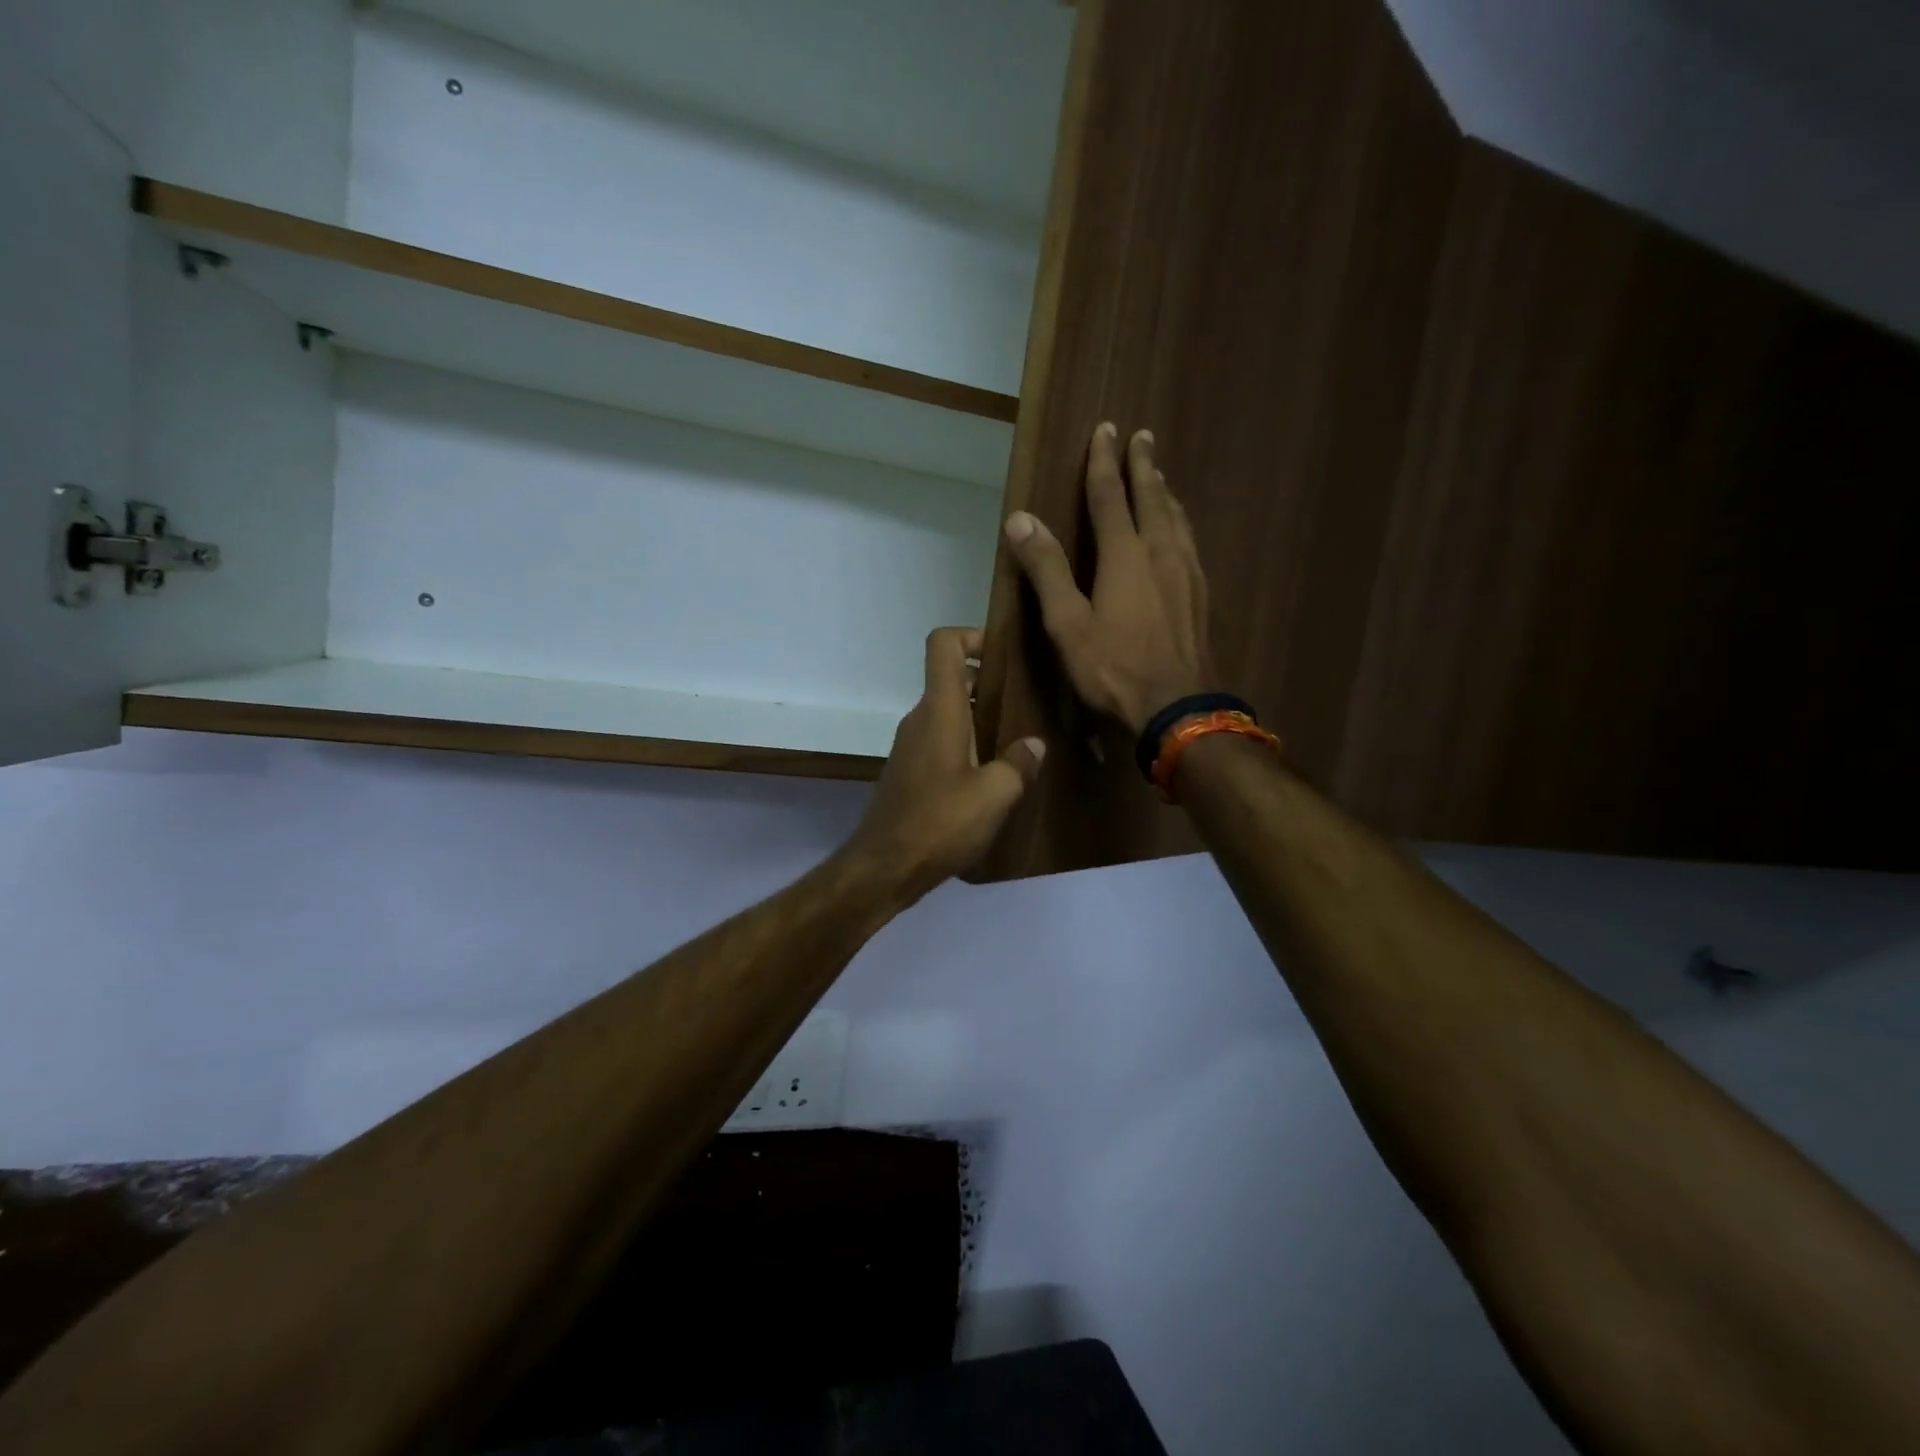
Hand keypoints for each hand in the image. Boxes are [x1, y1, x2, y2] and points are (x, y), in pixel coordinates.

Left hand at [841, 628, 1045, 902]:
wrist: (884, 868)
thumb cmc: (940, 822)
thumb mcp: (995, 794)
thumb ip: (1019, 763)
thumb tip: (1033, 744)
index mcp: (939, 710)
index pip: (943, 645)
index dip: (972, 635)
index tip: (1004, 656)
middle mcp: (920, 719)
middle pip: (952, 679)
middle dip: (989, 683)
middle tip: (1027, 703)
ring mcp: (911, 746)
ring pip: (948, 714)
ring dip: (980, 719)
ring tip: (1018, 742)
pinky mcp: (909, 773)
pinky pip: (941, 741)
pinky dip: (967, 745)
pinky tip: (992, 777)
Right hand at [1002, 424, 1214, 733]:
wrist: (1178, 708)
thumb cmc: (1115, 668)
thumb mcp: (1068, 624)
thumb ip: (1046, 569)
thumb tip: (1020, 519)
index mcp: (1125, 555)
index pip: (1110, 495)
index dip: (1104, 461)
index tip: (1105, 429)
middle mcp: (1161, 553)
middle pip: (1151, 497)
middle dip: (1143, 465)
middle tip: (1141, 436)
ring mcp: (1187, 573)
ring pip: (1176, 518)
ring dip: (1164, 491)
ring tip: (1159, 476)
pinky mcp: (1200, 595)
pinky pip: (1189, 542)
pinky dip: (1179, 522)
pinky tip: (1179, 532)